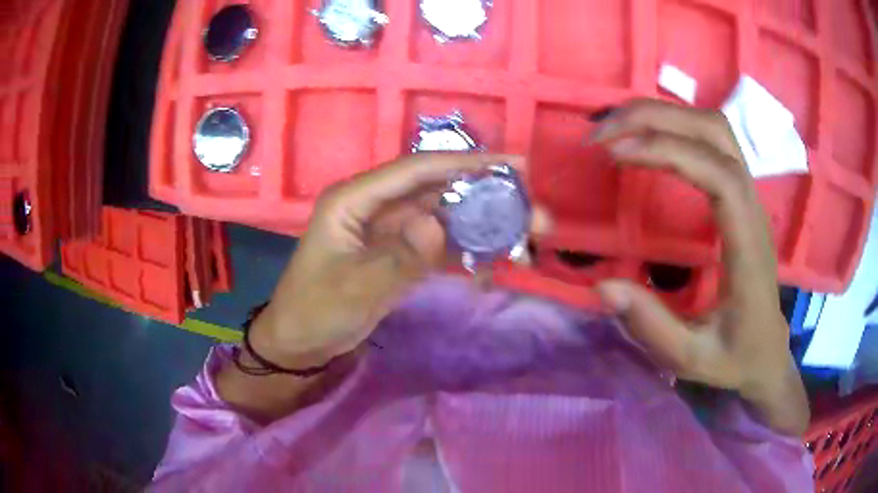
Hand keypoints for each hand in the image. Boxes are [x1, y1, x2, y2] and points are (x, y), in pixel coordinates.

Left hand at [249, 153, 529, 368]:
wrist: (301, 343)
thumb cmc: (315, 311)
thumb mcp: (353, 289)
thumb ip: (398, 257)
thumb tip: (437, 223)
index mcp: (354, 200)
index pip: (415, 172)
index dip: (464, 163)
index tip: (512, 164)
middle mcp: (376, 207)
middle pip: (438, 192)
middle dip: (485, 197)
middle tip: (532, 208)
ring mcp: (390, 231)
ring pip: (444, 218)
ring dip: (483, 225)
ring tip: (526, 236)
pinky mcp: (400, 255)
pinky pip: (440, 245)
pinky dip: (467, 251)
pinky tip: (496, 260)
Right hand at [591, 99, 808, 434]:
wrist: (767, 353)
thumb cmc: (735, 357)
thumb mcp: (691, 358)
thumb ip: (652, 327)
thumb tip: (603, 287)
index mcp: (749, 247)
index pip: (719, 174)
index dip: (669, 152)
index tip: (616, 155)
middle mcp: (753, 208)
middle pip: (715, 132)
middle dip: (656, 119)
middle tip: (602, 132)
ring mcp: (749, 196)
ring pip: (713, 127)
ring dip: (663, 115)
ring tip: (615, 127)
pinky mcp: (739, 195)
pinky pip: (709, 140)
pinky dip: (672, 126)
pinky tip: (644, 138)